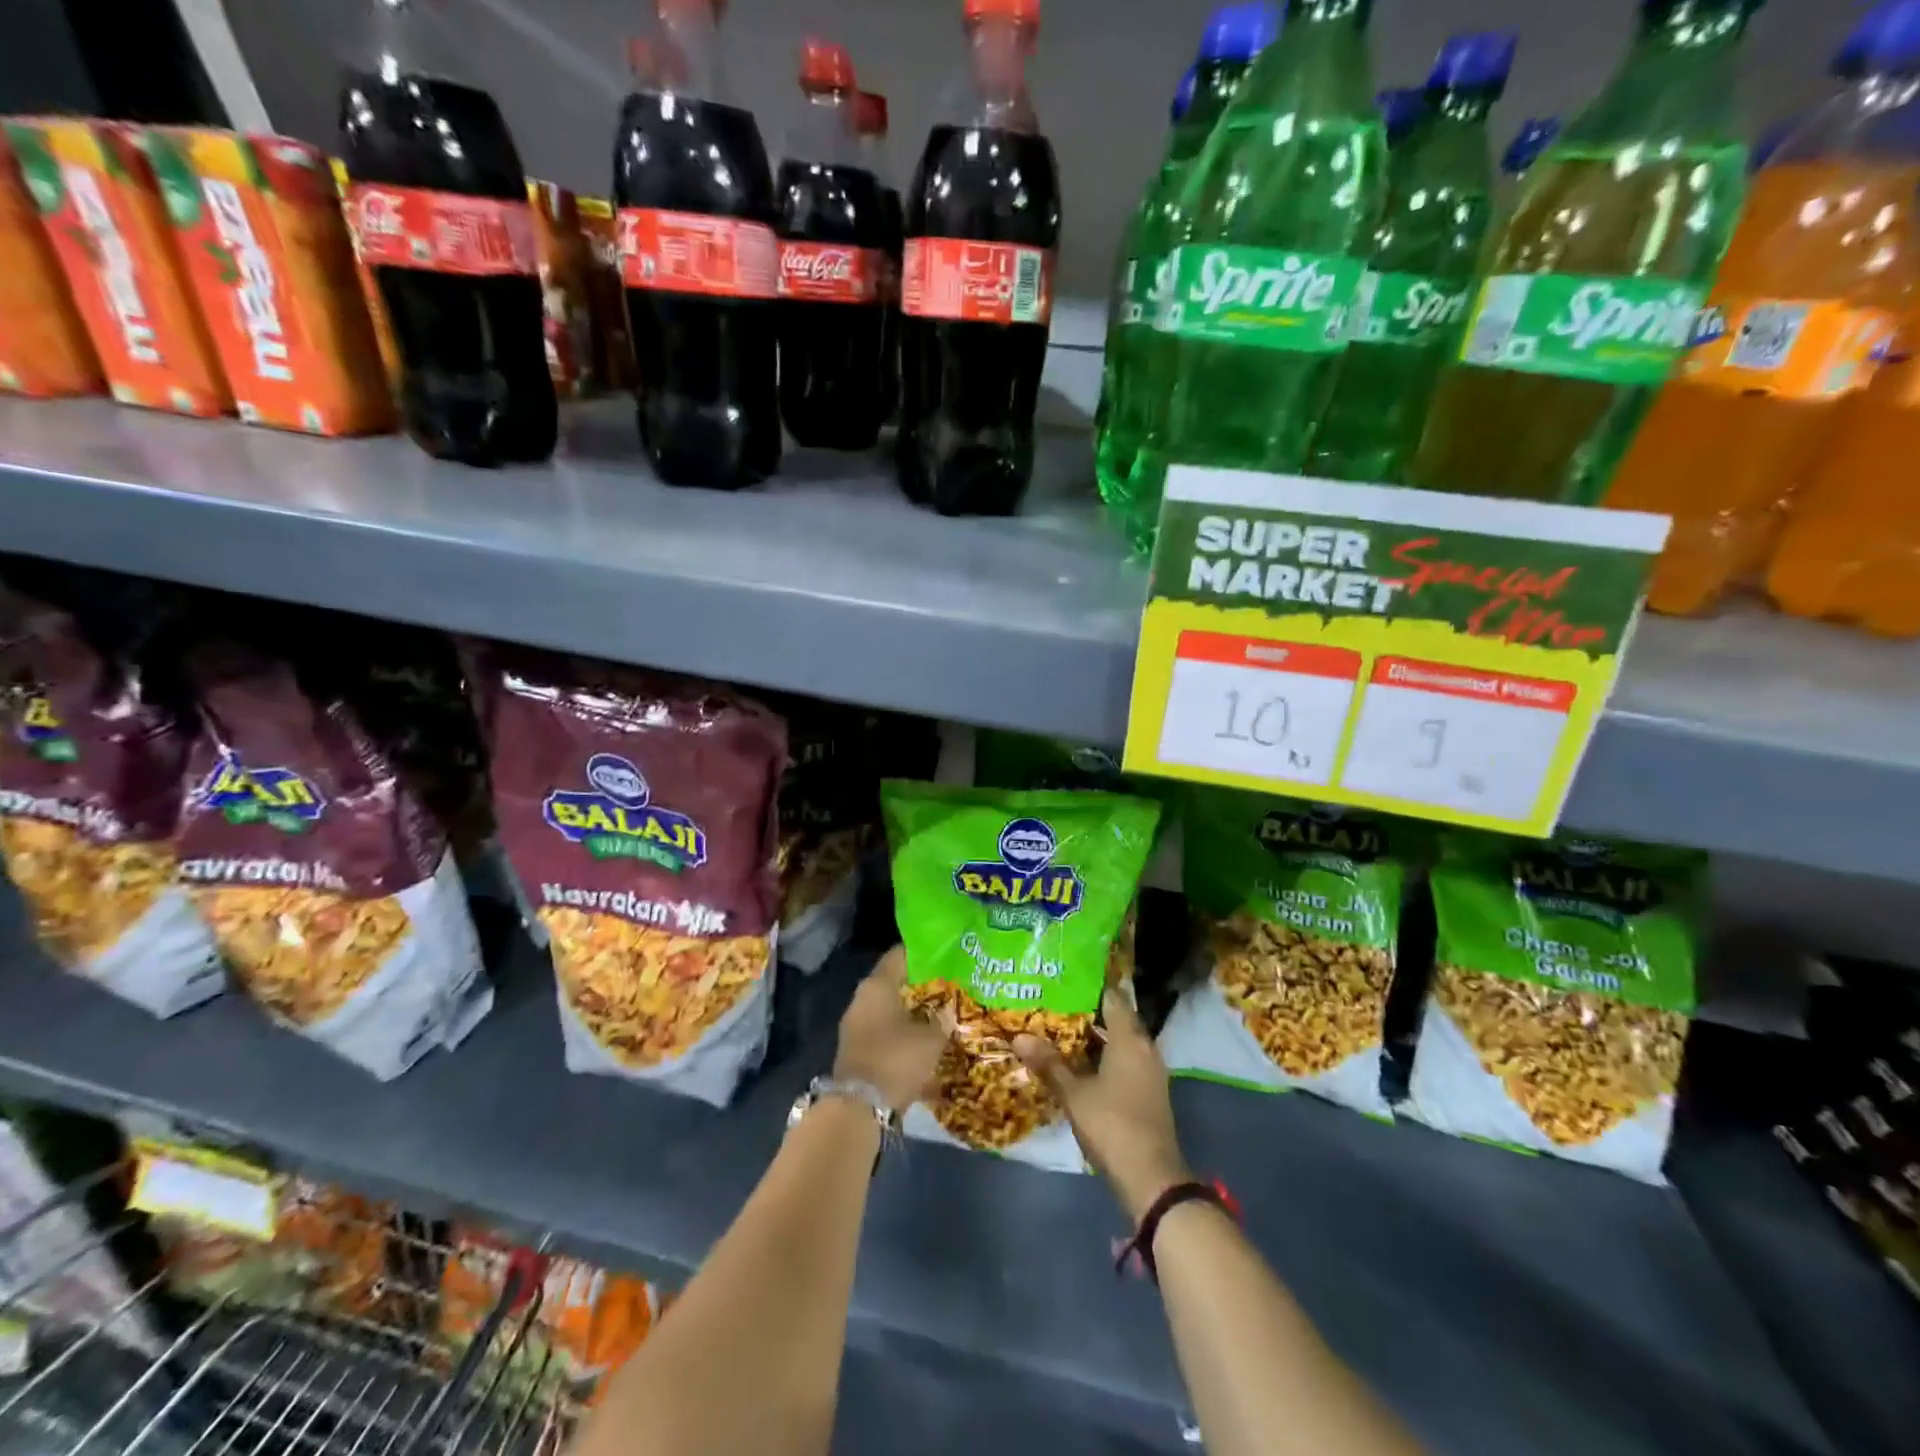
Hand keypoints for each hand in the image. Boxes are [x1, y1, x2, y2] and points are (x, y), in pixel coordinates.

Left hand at [832, 946, 946, 1113]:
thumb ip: (943, 1019)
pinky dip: (902, 1031)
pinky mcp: (857, 1049)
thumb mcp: (931, 1038)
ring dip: (911, 1009)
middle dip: (920, 983)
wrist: (859, 1109)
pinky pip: (884, 1030)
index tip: (946, 952)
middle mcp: (863, 998)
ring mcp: (856, 1024)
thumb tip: (951, 1009)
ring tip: (940, 1011)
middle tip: (949, 983)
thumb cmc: (896, 1060)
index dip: (924, 952)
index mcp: (877, 985)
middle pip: (894, 981)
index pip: (900, 954)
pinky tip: (924, 1038)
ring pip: (889, 1007)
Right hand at [1015, 989, 1190, 1220]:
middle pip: (1118, 1020)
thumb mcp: (1074, 1094)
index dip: (1092, 987)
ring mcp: (1151, 1072)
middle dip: (1090, 1013)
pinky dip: (1107, 1057)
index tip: (1067, 979)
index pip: (1113, 999)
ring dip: (1098, 1038)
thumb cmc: (1112, 1125)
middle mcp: (1145, 1048)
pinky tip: (1083, 1064)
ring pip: (1122, 1043)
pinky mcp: (1150, 1092)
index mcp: (1130, 1039)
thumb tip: (1019, 1037)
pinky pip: (1127, 1061)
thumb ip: (1049, 1064)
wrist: (1151, 1177)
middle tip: (1057, 1004)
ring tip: (1064, 1031)